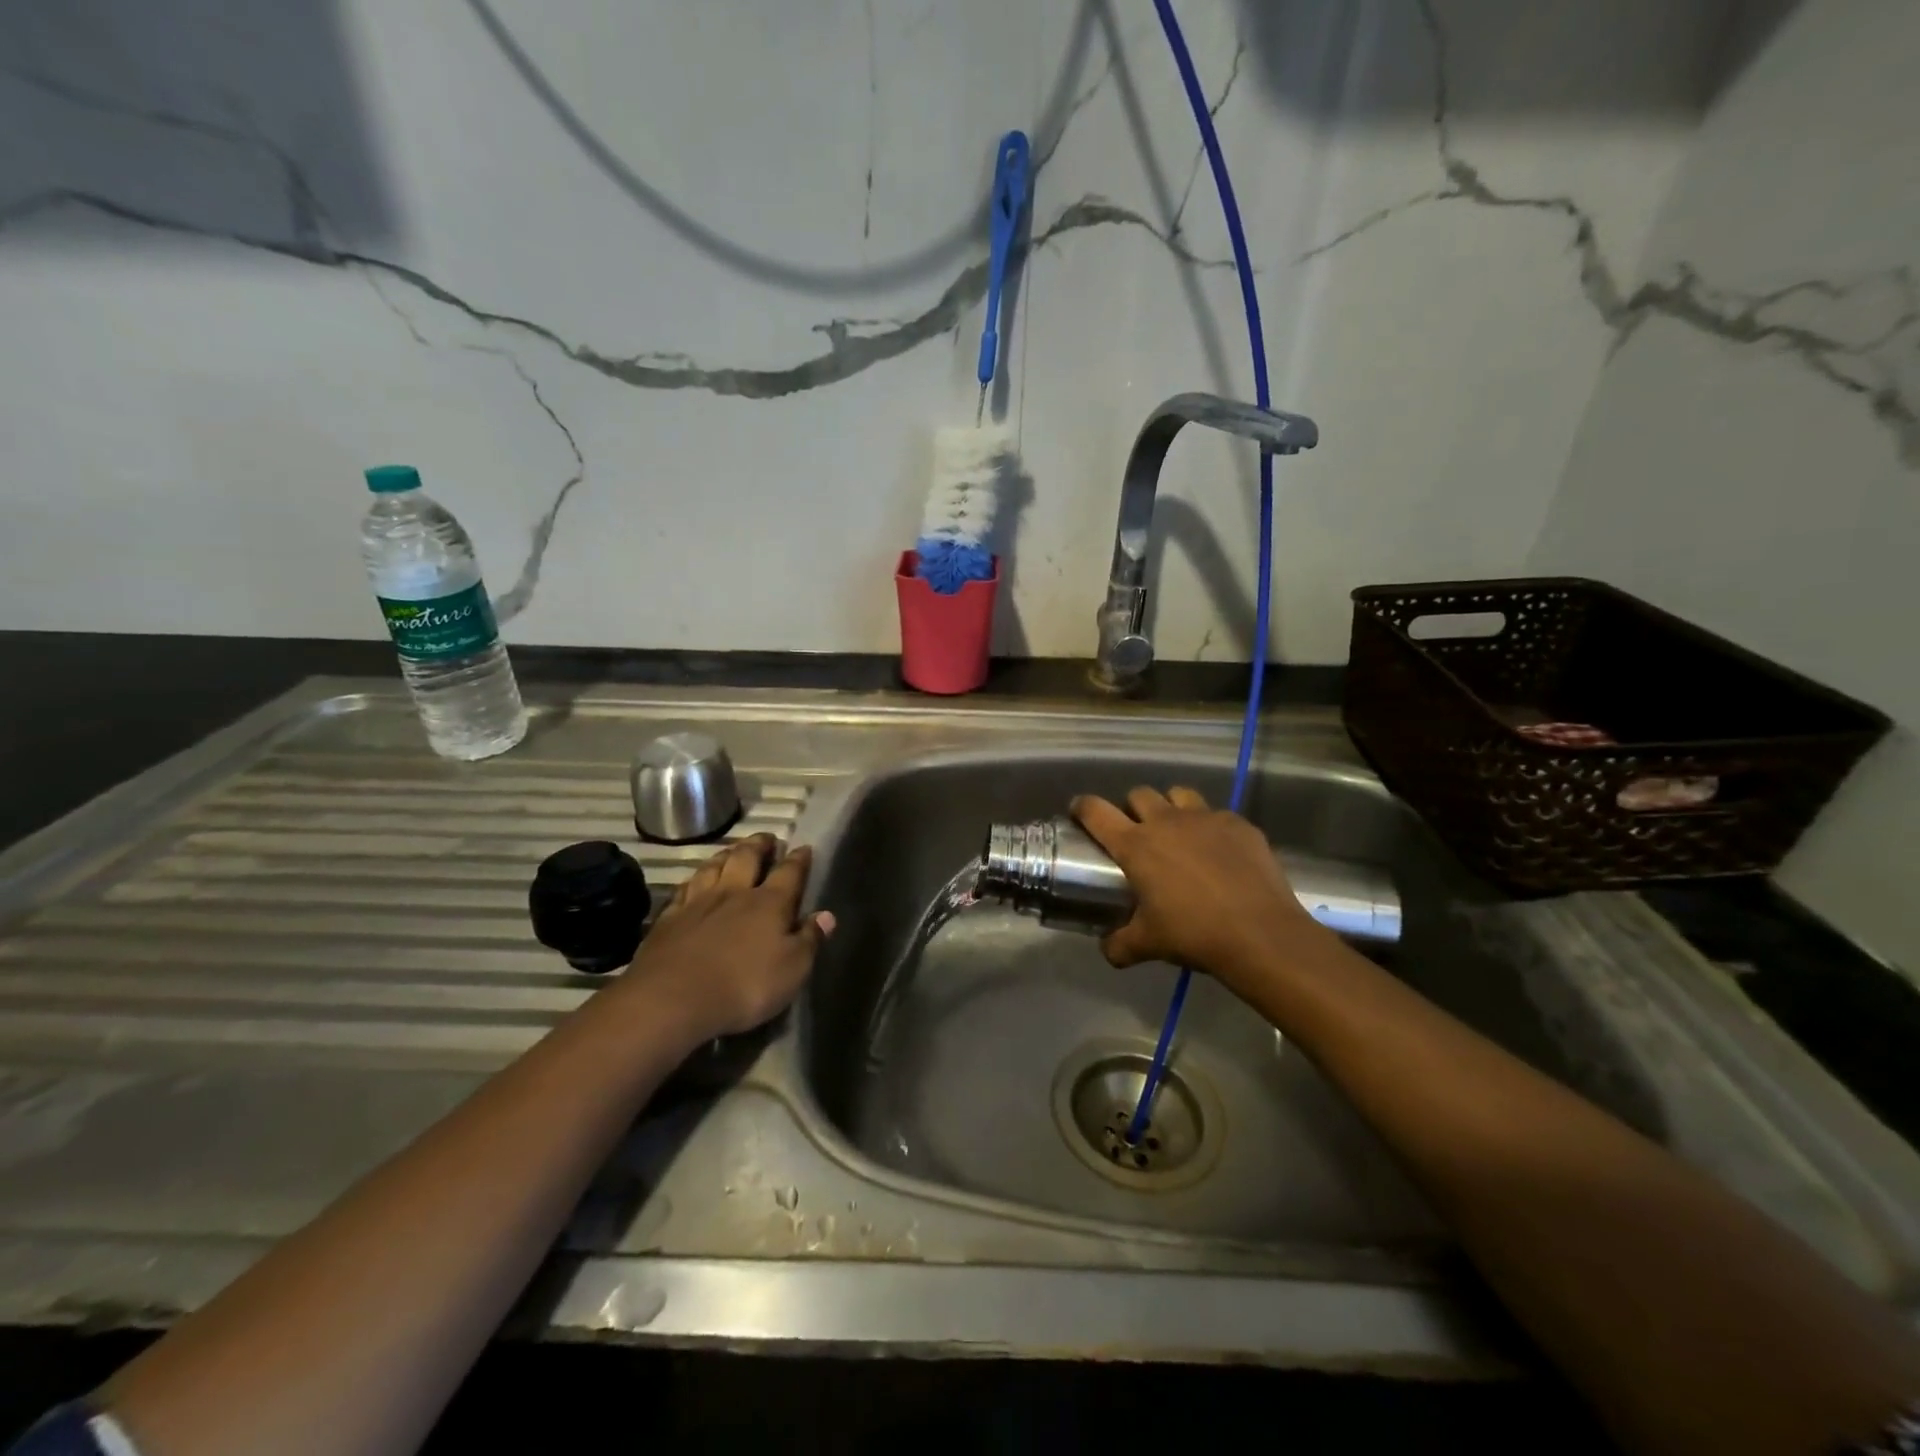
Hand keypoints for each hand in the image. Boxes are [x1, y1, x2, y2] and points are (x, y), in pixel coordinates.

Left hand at [621, 833, 832, 1040]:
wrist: (672, 999)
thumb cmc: (744, 986)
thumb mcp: (792, 970)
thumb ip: (809, 940)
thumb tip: (826, 915)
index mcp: (769, 903)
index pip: (789, 873)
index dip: (799, 859)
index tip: (804, 848)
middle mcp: (734, 893)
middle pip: (747, 858)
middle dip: (759, 845)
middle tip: (767, 837)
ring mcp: (697, 903)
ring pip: (713, 868)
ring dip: (726, 855)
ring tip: (733, 849)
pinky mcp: (669, 919)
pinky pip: (684, 889)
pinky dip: (694, 880)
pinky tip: (694, 881)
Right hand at [1071, 787, 1323, 985]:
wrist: (1260, 933)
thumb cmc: (1194, 933)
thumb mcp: (1148, 944)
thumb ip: (1120, 944)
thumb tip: (1108, 950)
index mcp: (1136, 845)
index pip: (1096, 812)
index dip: (1083, 807)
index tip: (1079, 810)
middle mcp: (1167, 821)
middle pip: (1139, 794)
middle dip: (1132, 807)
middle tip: (1137, 831)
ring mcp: (1205, 818)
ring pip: (1179, 794)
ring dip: (1171, 807)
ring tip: (1178, 832)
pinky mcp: (1238, 824)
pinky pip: (1217, 814)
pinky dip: (1211, 827)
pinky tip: (1220, 852)